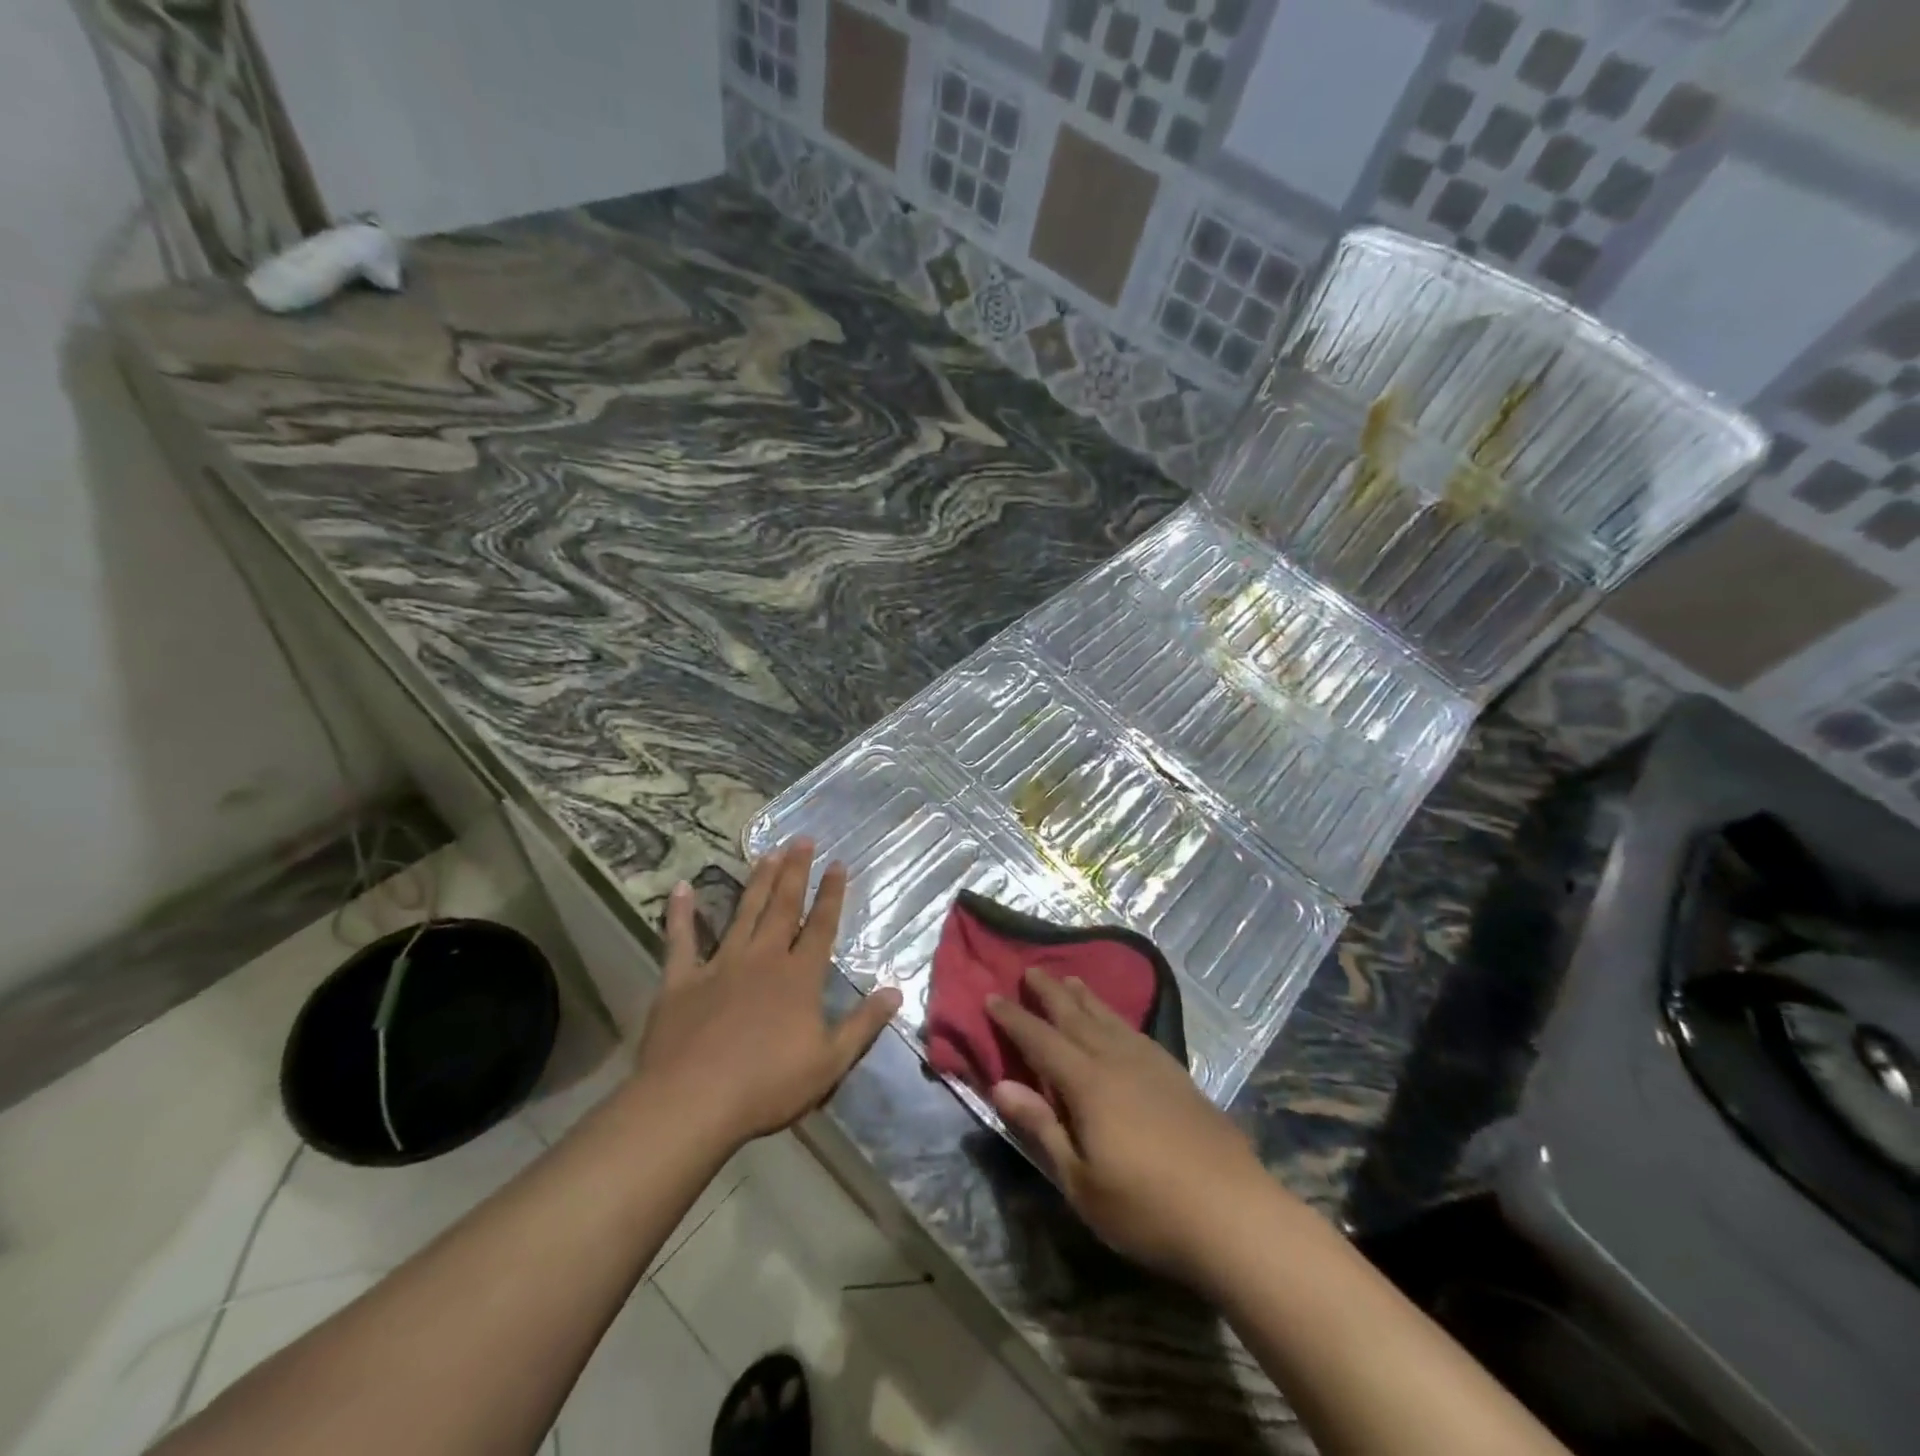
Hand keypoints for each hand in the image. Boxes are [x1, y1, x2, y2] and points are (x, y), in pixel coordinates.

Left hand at [633, 840, 901, 1147]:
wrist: (693, 1102)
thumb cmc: (767, 1086)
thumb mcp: (829, 1062)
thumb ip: (863, 1024)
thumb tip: (896, 992)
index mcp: (799, 977)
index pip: (821, 926)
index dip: (831, 894)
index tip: (837, 863)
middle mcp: (763, 959)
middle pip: (783, 907)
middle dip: (795, 872)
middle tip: (801, 839)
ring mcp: (720, 965)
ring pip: (743, 913)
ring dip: (756, 881)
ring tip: (767, 852)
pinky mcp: (681, 980)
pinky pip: (681, 940)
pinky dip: (681, 914)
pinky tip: (681, 887)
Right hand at [988, 968, 1271, 1284]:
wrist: (1234, 1214)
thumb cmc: (1147, 1208)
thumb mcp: (1080, 1181)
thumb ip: (1042, 1128)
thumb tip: (1001, 1085)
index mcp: (1088, 1083)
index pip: (1041, 1040)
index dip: (1014, 1018)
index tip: (992, 996)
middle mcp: (1117, 1060)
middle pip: (1076, 1016)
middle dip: (1050, 993)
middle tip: (1031, 969)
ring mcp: (1153, 1065)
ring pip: (1110, 1019)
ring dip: (1086, 998)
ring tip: (1072, 979)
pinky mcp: (1179, 1076)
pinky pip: (1137, 1031)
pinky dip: (1118, 1018)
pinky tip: (1120, 1024)